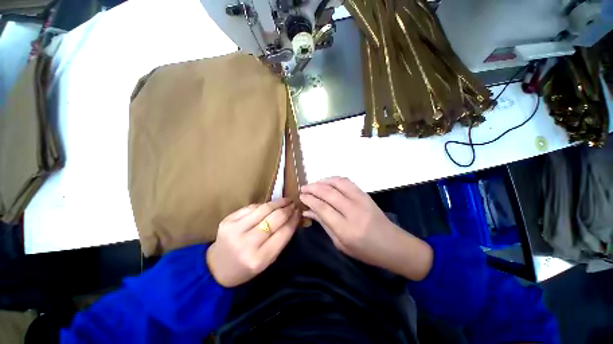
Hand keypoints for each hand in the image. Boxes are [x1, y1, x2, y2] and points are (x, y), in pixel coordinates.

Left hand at [206, 198, 299, 286]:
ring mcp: (235, 229)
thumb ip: (281, 240)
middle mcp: (247, 243)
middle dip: (287, 209)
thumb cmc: (246, 268)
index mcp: (259, 258)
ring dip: (278, 202)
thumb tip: (293, 219)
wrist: (216, 268)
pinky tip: (269, 205)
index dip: (294, 219)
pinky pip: (251, 207)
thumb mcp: (267, 261)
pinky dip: (263, 205)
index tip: (299, 212)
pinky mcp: (227, 220)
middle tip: (294, 204)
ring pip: (264, 209)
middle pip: (274, 218)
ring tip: (285, 201)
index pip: (284, 232)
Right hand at [300, 177, 432, 280]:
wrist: (393, 245)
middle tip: (303, 188)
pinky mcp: (365, 194)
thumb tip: (307, 211)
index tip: (301, 196)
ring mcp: (361, 200)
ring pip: (338, 183)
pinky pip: (347, 182)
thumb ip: (323, 224)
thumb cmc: (365, 250)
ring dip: (323, 181)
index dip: (309, 200)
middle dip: (313, 188)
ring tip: (314, 184)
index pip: (322, 208)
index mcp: (346, 229)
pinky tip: (327, 182)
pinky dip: (334, 179)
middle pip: (328, 193)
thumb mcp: (340, 244)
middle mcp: (353, 211)